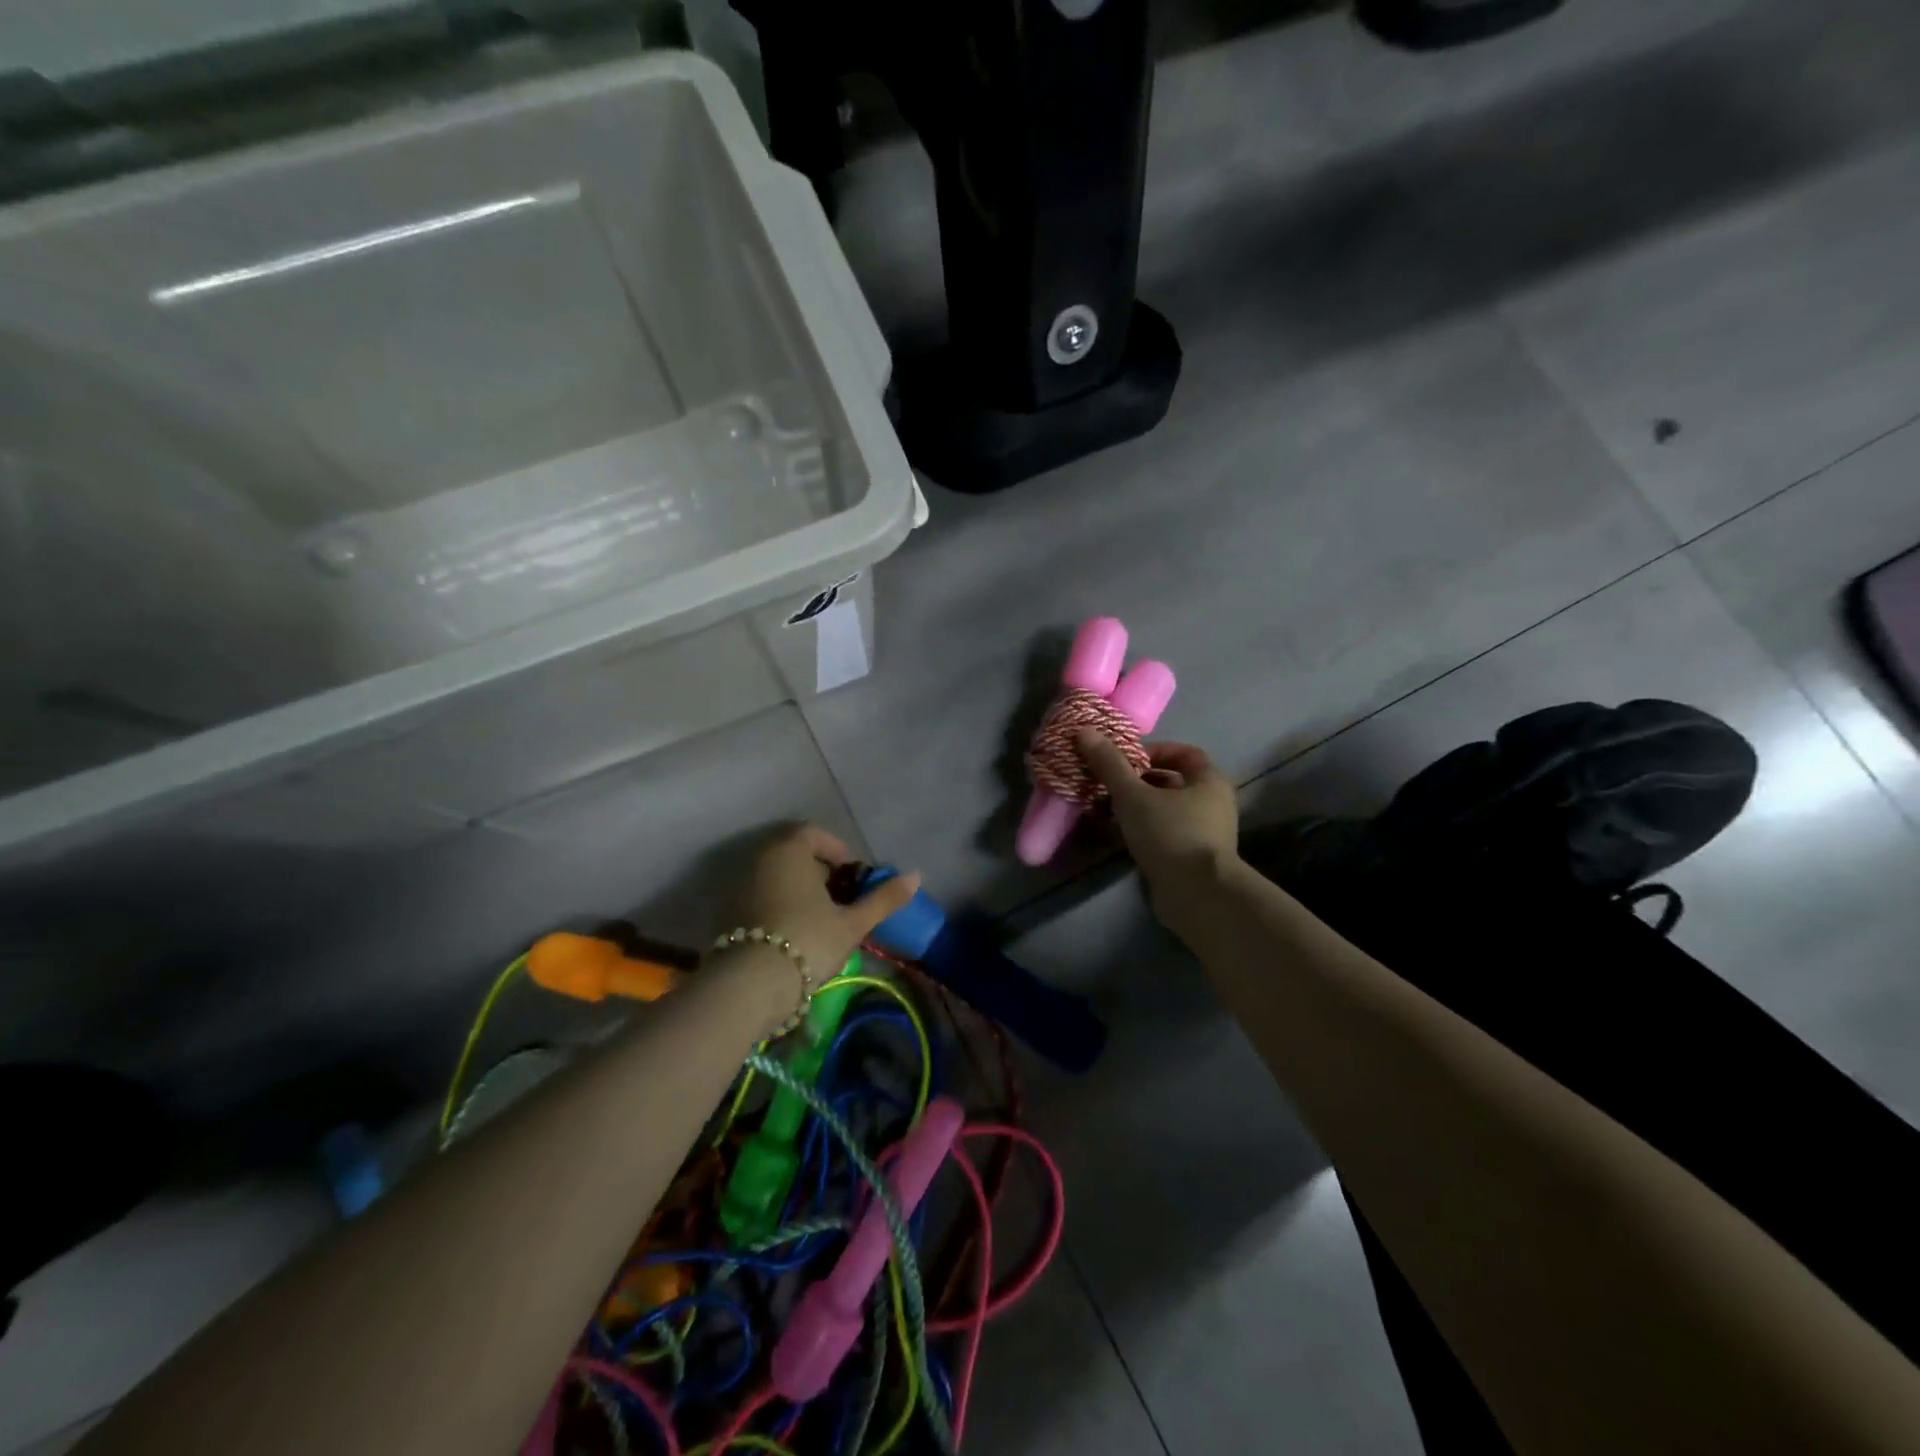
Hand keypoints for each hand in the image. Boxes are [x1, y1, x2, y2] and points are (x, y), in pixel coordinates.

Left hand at [735, 824, 920, 980]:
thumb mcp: (852, 923)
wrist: (750, 985)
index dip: (837, 851)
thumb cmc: (808, 941)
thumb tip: (916, 876)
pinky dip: (779, 904)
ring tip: (821, 919)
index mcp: (790, 850)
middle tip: (841, 898)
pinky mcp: (728, 912)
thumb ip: (883, 898)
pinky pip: (761, 896)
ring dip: (799, 889)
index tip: (853, 876)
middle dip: (819, 871)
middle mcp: (760, 858)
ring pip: (776, 876)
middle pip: (794, 854)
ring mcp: (739, 885)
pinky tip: (794, 933)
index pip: (814, 834)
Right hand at [1076, 732, 1239, 898]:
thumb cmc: (1170, 833)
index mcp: (1209, 780)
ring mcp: (1204, 833)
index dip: (1153, 751)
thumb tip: (1085, 730)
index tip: (1125, 760)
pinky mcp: (1191, 858)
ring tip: (1104, 809)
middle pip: (1171, 782)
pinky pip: (1163, 834)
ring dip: (1135, 808)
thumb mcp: (1133, 794)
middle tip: (1107, 784)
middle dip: (1137, 781)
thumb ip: (1109, 764)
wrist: (1197, 895)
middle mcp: (1212, 804)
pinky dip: (1140, 831)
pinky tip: (1115, 834)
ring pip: (1164, 810)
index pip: (1184, 753)